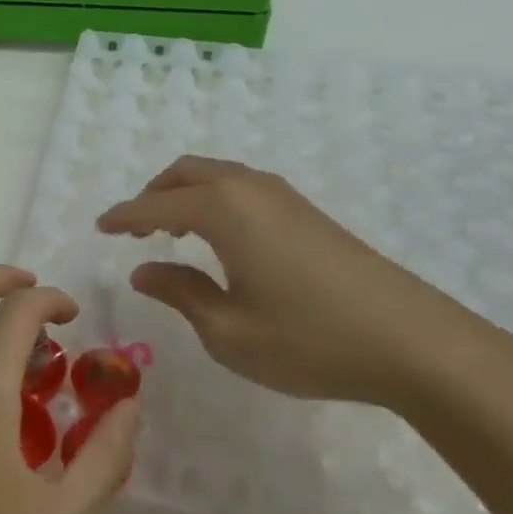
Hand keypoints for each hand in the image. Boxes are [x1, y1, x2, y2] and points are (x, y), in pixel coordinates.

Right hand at [96, 156, 489, 405]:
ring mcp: (282, 195)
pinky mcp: (306, 211)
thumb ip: (180, 293)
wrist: (413, 341)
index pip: (155, 205)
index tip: (99, 226)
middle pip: (186, 172)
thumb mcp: (228, 330)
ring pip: (217, 175)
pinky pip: (242, 187)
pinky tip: (223, 240)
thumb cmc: (309, 338)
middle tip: (136, 229)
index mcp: (221, 209)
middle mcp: (248, 188)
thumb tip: (144, 270)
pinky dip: (215, 200)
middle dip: (154, 194)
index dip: (123, 216)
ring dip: (186, 194)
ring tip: (174, 234)